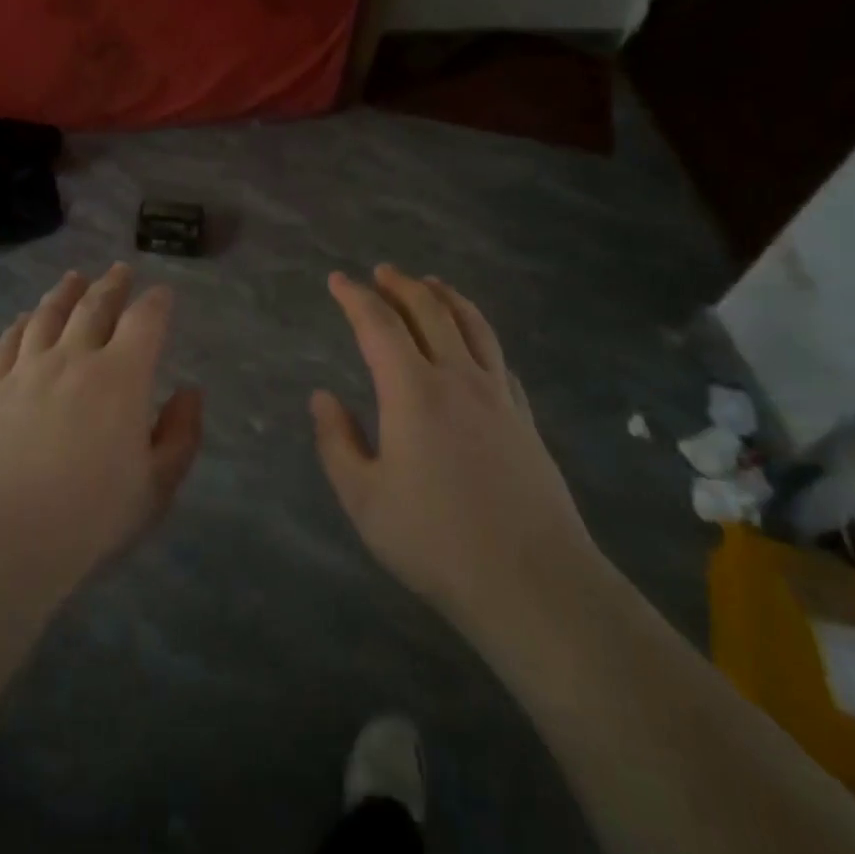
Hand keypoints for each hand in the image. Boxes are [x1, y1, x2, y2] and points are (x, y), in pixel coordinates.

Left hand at [0, 264, 202, 595]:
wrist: (3, 538)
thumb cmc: (91, 517)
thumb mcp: (156, 485)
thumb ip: (181, 435)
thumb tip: (189, 393)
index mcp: (121, 377)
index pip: (144, 321)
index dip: (156, 302)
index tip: (162, 293)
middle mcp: (74, 358)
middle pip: (94, 306)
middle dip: (112, 285)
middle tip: (119, 270)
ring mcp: (27, 370)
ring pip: (48, 315)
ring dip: (64, 292)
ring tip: (73, 278)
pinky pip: (7, 343)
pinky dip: (20, 324)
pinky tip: (23, 318)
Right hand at [312, 266, 598, 634]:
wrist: (533, 581)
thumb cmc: (435, 540)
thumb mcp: (364, 498)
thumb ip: (337, 442)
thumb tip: (321, 397)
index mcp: (412, 392)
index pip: (379, 326)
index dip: (355, 298)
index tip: (337, 280)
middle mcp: (457, 378)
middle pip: (430, 312)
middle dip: (402, 285)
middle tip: (382, 271)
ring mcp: (498, 396)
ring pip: (472, 326)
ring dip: (446, 297)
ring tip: (431, 283)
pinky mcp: (525, 418)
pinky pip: (498, 358)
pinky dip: (479, 334)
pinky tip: (475, 342)